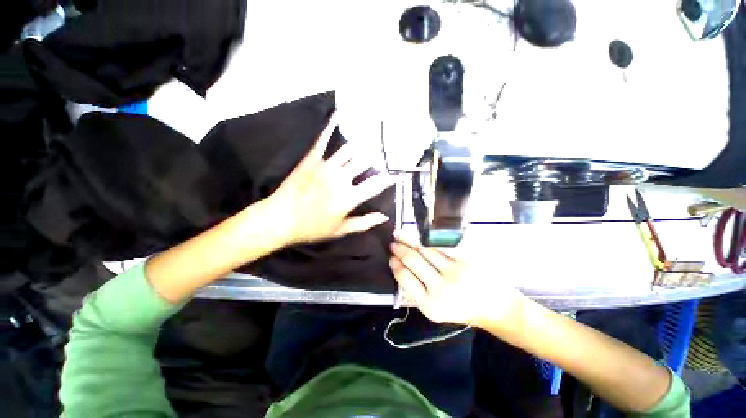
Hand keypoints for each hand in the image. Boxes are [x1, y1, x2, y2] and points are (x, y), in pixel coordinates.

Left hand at [269, 113, 392, 244]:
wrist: (280, 219)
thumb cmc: (312, 228)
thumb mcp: (340, 230)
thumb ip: (364, 223)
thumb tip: (384, 217)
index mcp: (349, 197)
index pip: (376, 184)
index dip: (390, 179)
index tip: (399, 174)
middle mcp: (341, 178)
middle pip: (365, 162)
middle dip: (376, 160)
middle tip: (383, 157)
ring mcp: (326, 166)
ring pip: (350, 150)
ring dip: (361, 147)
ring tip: (369, 144)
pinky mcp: (312, 158)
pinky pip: (324, 139)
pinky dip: (332, 126)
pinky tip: (339, 114)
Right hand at [389, 234, 525, 326]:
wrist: (495, 308)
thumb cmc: (461, 309)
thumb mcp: (435, 310)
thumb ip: (417, 292)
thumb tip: (400, 267)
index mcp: (430, 306)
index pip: (405, 278)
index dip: (396, 265)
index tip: (391, 257)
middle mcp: (441, 289)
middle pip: (413, 260)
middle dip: (400, 249)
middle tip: (393, 243)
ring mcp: (455, 272)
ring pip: (426, 250)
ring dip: (411, 241)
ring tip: (402, 235)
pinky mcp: (466, 260)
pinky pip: (441, 246)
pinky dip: (428, 240)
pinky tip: (420, 235)